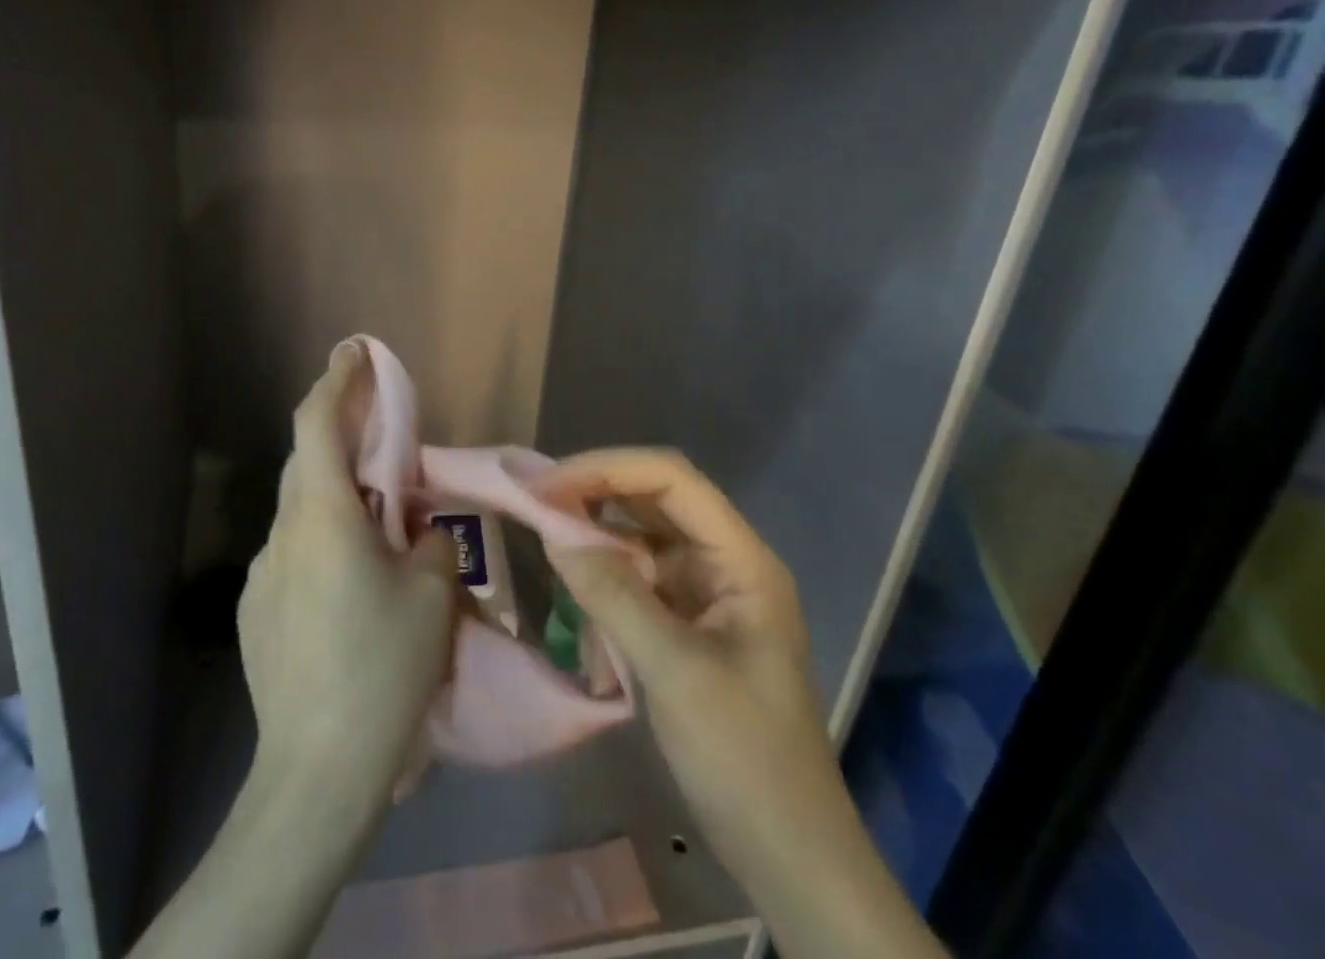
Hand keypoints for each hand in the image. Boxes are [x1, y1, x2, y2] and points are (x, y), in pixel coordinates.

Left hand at [239, 341, 459, 812]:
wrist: (315, 773)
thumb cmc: (382, 671)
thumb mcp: (433, 598)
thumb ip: (431, 542)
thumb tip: (419, 530)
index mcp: (323, 516)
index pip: (317, 423)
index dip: (336, 381)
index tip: (354, 352)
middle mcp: (283, 533)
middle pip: (308, 462)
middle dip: (342, 437)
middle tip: (384, 443)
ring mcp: (262, 574)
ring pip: (301, 510)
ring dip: (336, 497)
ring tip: (377, 526)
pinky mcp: (255, 610)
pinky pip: (292, 553)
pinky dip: (322, 541)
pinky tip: (349, 586)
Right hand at [542, 449, 945, 958]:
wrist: (787, 855)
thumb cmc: (743, 757)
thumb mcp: (674, 671)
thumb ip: (613, 594)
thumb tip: (553, 531)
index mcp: (742, 559)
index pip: (672, 480)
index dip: (608, 469)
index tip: (549, 485)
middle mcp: (726, 561)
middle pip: (656, 498)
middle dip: (596, 491)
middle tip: (536, 500)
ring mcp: (707, 592)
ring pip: (643, 534)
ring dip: (597, 530)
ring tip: (546, 531)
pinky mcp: (687, 621)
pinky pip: (638, 575)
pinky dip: (604, 572)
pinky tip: (576, 585)